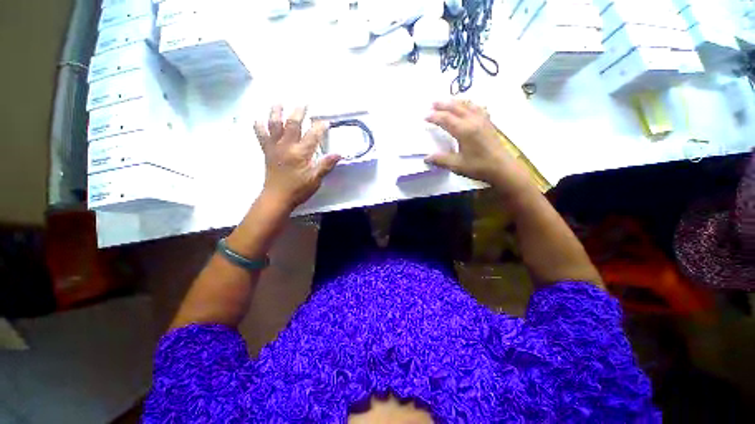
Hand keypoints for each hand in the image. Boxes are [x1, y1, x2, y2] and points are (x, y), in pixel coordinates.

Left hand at [254, 106, 340, 209]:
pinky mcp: (267, 151)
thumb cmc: (298, 189)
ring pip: (274, 125)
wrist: (277, 197)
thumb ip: (326, 165)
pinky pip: (260, 135)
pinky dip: (258, 126)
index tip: (326, 121)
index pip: (313, 135)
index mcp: (301, 153)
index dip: (320, 127)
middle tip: (304, 102)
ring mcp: (274, 147)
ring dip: (276, 112)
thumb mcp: (315, 179)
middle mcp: (286, 146)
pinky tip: (258, 119)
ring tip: (278, 102)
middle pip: (293, 123)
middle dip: (299, 111)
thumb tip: (339, 153)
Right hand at [425, 100, 531, 197]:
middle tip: (432, 103)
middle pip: (456, 107)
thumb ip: (441, 160)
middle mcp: (473, 121)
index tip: (425, 116)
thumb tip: (426, 158)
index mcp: (464, 130)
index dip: (434, 117)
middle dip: (443, 104)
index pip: (446, 119)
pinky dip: (468, 104)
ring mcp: (482, 119)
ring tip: (446, 101)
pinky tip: (467, 105)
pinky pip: (477, 107)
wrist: (502, 167)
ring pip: (467, 104)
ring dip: (455, 101)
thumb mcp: (457, 165)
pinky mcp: (488, 122)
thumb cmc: (479, 166)